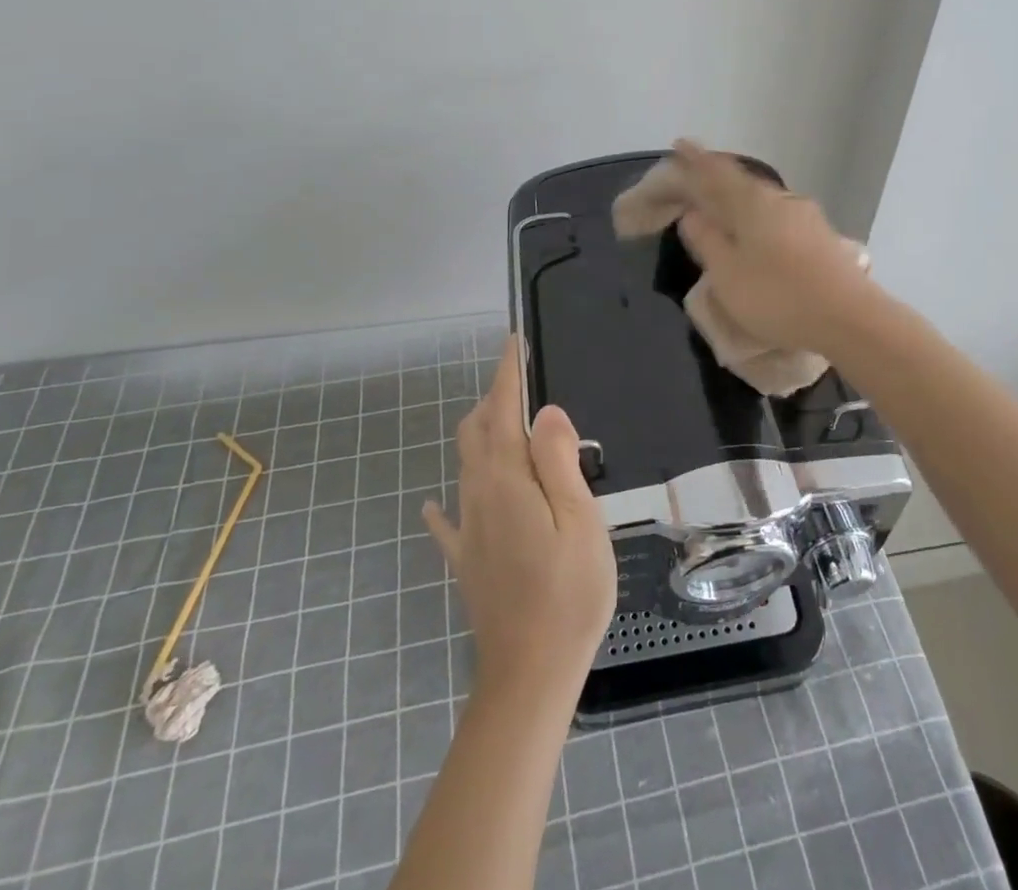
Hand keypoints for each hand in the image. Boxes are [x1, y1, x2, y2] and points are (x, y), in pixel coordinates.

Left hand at [423, 341, 615, 706]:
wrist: (530, 674)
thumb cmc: (568, 592)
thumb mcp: (579, 520)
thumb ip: (558, 461)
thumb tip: (544, 413)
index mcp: (508, 480)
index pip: (503, 411)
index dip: (508, 374)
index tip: (513, 343)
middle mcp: (479, 495)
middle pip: (476, 432)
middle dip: (493, 399)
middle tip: (518, 382)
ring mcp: (469, 530)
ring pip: (465, 465)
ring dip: (481, 435)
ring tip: (504, 423)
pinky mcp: (467, 560)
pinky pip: (449, 519)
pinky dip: (448, 499)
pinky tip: (438, 501)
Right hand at [672, 139, 881, 354]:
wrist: (849, 319)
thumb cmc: (777, 296)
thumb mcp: (727, 273)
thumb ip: (707, 240)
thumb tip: (693, 213)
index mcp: (752, 203)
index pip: (717, 173)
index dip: (696, 160)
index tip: (679, 145)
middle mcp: (781, 200)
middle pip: (742, 183)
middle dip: (718, 178)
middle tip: (698, 177)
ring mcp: (807, 217)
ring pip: (764, 201)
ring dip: (741, 200)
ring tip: (725, 207)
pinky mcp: (822, 238)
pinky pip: (780, 217)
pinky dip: (761, 219)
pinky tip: (760, 232)